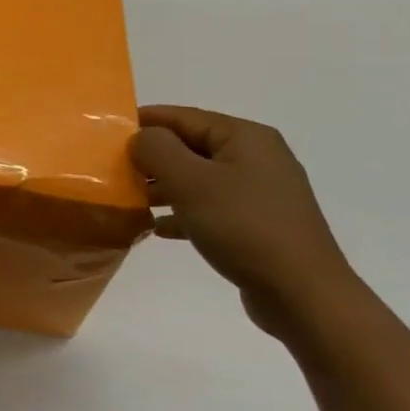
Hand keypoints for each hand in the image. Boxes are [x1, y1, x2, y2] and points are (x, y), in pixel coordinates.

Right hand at [132, 105, 361, 335]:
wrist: (302, 294)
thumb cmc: (242, 226)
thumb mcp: (190, 181)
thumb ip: (156, 149)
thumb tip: (140, 138)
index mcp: (245, 137)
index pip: (183, 116)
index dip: (144, 121)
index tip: (107, 132)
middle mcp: (256, 157)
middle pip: (191, 146)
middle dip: (152, 157)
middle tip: (113, 169)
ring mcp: (260, 192)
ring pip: (199, 178)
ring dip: (163, 187)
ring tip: (130, 200)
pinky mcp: (258, 224)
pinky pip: (211, 207)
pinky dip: (183, 212)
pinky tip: (158, 228)